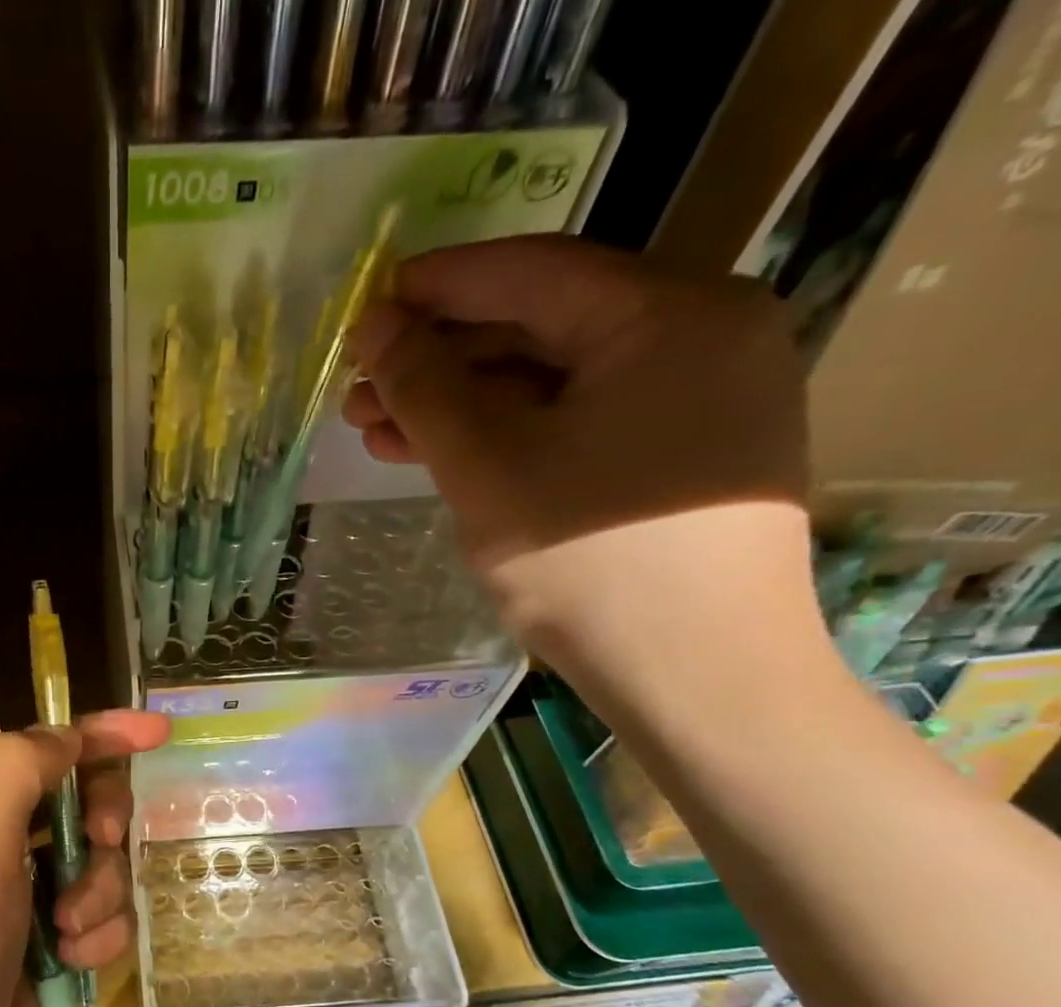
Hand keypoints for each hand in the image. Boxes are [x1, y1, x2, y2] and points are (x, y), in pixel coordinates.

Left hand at [0, 709, 169, 1006]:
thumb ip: (18, 770)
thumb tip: (68, 736)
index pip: (49, 747)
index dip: (104, 734)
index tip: (159, 733)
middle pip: (84, 804)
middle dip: (102, 826)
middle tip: (100, 845)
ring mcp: (24, 895)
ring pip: (101, 867)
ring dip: (98, 895)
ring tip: (66, 933)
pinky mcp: (46, 944)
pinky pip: (101, 919)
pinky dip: (96, 937)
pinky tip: (71, 963)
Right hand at [343, 236, 819, 694]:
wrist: (699, 677)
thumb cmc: (592, 565)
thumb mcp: (490, 469)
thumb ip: (426, 389)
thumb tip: (375, 326)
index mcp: (671, 316)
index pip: (534, 274)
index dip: (441, 284)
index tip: (370, 301)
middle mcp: (700, 337)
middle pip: (543, 328)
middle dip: (441, 359)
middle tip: (360, 389)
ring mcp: (697, 400)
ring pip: (554, 382)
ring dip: (463, 404)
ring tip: (378, 429)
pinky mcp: (679, 457)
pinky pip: (579, 423)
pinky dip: (508, 436)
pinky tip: (442, 456)